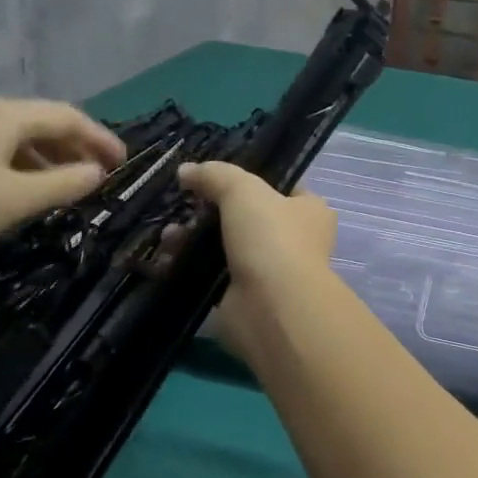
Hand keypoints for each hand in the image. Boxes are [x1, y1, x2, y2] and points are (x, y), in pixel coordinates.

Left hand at [0, 99, 125, 268]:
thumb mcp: (17, 199)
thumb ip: (64, 184)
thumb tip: (95, 172)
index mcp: (6, 116)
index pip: (68, 117)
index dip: (100, 138)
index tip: (122, 163)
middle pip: (40, 122)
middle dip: (74, 147)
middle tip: (95, 175)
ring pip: (13, 136)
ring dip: (45, 158)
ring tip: (60, 186)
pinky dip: (16, 164)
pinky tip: (14, 190)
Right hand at [175, 161, 336, 358]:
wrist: (272, 306)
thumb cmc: (272, 238)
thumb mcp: (243, 190)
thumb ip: (216, 175)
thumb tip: (186, 170)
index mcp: (311, 210)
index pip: (283, 187)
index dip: (252, 178)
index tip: (215, 175)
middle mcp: (296, 240)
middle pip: (247, 217)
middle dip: (211, 210)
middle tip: (183, 204)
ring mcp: (270, 271)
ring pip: (226, 245)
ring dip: (195, 238)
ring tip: (169, 235)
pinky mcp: (244, 297)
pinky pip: (212, 274)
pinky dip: (190, 266)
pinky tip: (167, 258)